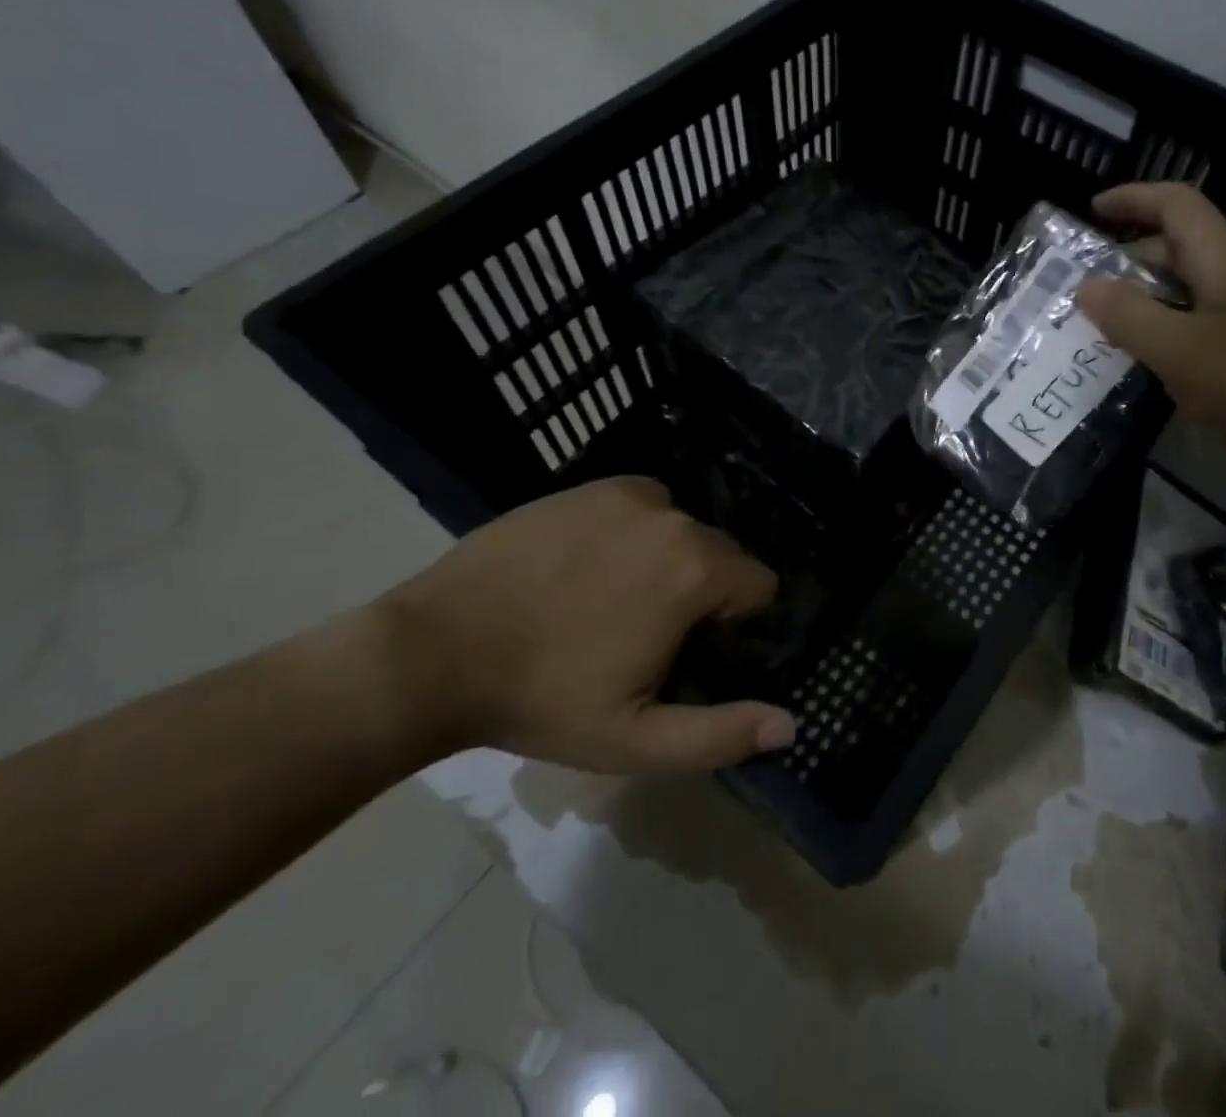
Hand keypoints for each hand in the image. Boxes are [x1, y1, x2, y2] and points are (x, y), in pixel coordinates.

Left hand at [372, 477, 793, 771]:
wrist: (434, 652)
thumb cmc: (542, 700)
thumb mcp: (634, 739)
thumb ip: (720, 734)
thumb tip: (791, 725)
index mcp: (696, 571)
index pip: (760, 586)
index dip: (733, 625)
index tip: (687, 652)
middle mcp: (675, 518)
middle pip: (722, 555)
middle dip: (703, 592)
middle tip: (645, 634)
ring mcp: (629, 497)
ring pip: (682, 530)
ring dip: (669, 561)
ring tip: (612, 601)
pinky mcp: (591, 487)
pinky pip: (643, 506)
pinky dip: (635, 531)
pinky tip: (590, 566)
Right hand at [1074, 183, 1225, 504]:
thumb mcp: (1182, 352)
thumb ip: (1129, 317)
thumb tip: (1087, 286)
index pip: (1176, 204)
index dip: (1133, 198)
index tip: (1091, 210)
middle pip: (1181, 249)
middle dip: (1130, 261)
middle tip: (1084, 292)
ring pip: (1193, 295)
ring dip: (1149, 305)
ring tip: (1106, 334)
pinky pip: (1208, 332)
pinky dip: (1174, 339)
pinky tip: (1156, 373)